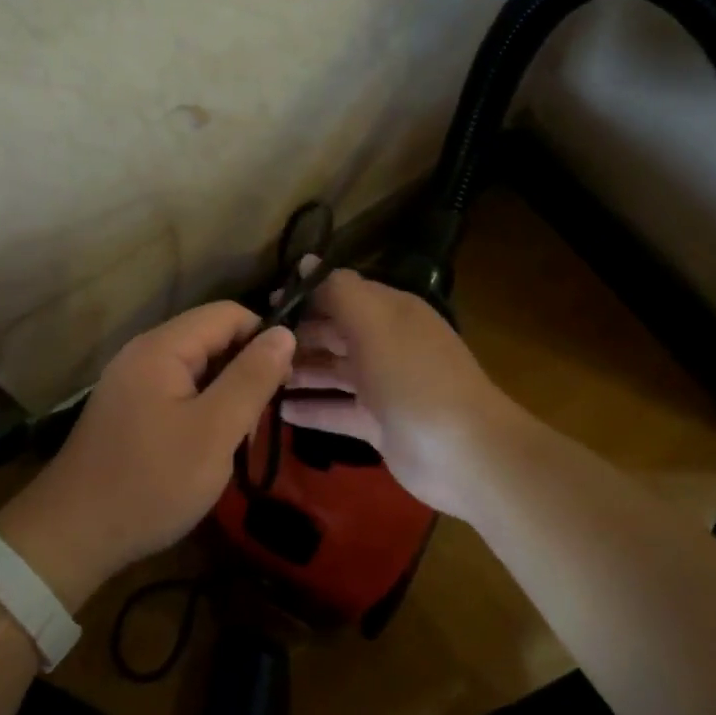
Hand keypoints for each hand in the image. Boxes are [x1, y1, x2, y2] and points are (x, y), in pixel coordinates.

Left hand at [0, 303, 295, 606]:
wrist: (73, 536)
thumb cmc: (152, 481)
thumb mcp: (215, 431)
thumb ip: (252, 378)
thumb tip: (285, 332)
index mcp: (162, 347)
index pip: (228, 314)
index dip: (263, 339)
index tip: (284, 383)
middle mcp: (143, 353)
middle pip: (211, 339)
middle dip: (244, 372)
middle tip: (258, 422)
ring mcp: (131, 382)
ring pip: (197, 369)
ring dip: (224, 396)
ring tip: (235, 441)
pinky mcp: (127, 410)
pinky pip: (176, 393)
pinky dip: (201, 411)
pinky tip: (207, 449)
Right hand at [282, 264, 521, 520]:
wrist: (463, 452)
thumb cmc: (413, 376)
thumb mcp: (374, 322)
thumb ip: (338, 291)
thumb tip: (306, 262)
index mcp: (390, 312)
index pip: (341, 293)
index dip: (305, 295)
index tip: (264, 303)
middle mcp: (386, 344)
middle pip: (334, 333)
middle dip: (296, 336)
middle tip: (251, 346)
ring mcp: (383, 386)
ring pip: (332, 372)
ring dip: (299, 372)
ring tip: (258, 377)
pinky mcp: (378, 425)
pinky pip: (337, 410)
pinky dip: (311, 409)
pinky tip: (279, 411)